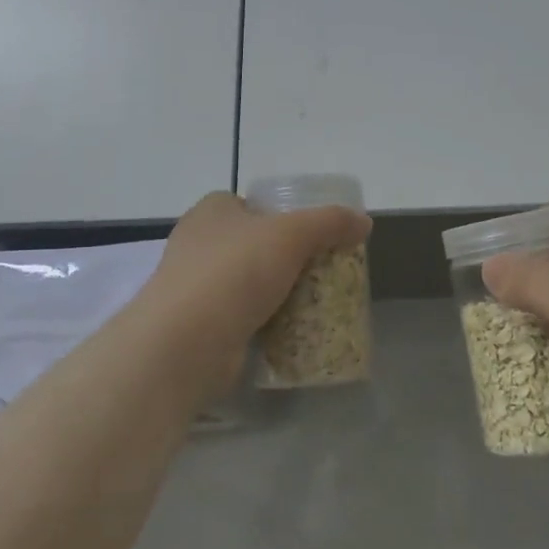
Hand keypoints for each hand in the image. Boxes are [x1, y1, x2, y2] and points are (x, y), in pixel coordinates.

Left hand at [143, 191, 371, 387]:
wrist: (184, 345)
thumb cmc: (235, 272)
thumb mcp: (293, 234)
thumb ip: (331, 223)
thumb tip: (364, 222)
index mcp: (212, 211)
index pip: (252, 204)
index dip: (283, 215)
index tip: (313, 236)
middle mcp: (197, 243)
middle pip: (253, 243)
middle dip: (284, 257)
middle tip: (321, 270)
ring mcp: (193, 287)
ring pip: (247, 282)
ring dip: (275, 292)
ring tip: (313, 301)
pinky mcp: (197, 326)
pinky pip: (240, 317)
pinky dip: (262, 322)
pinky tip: (289, 331)